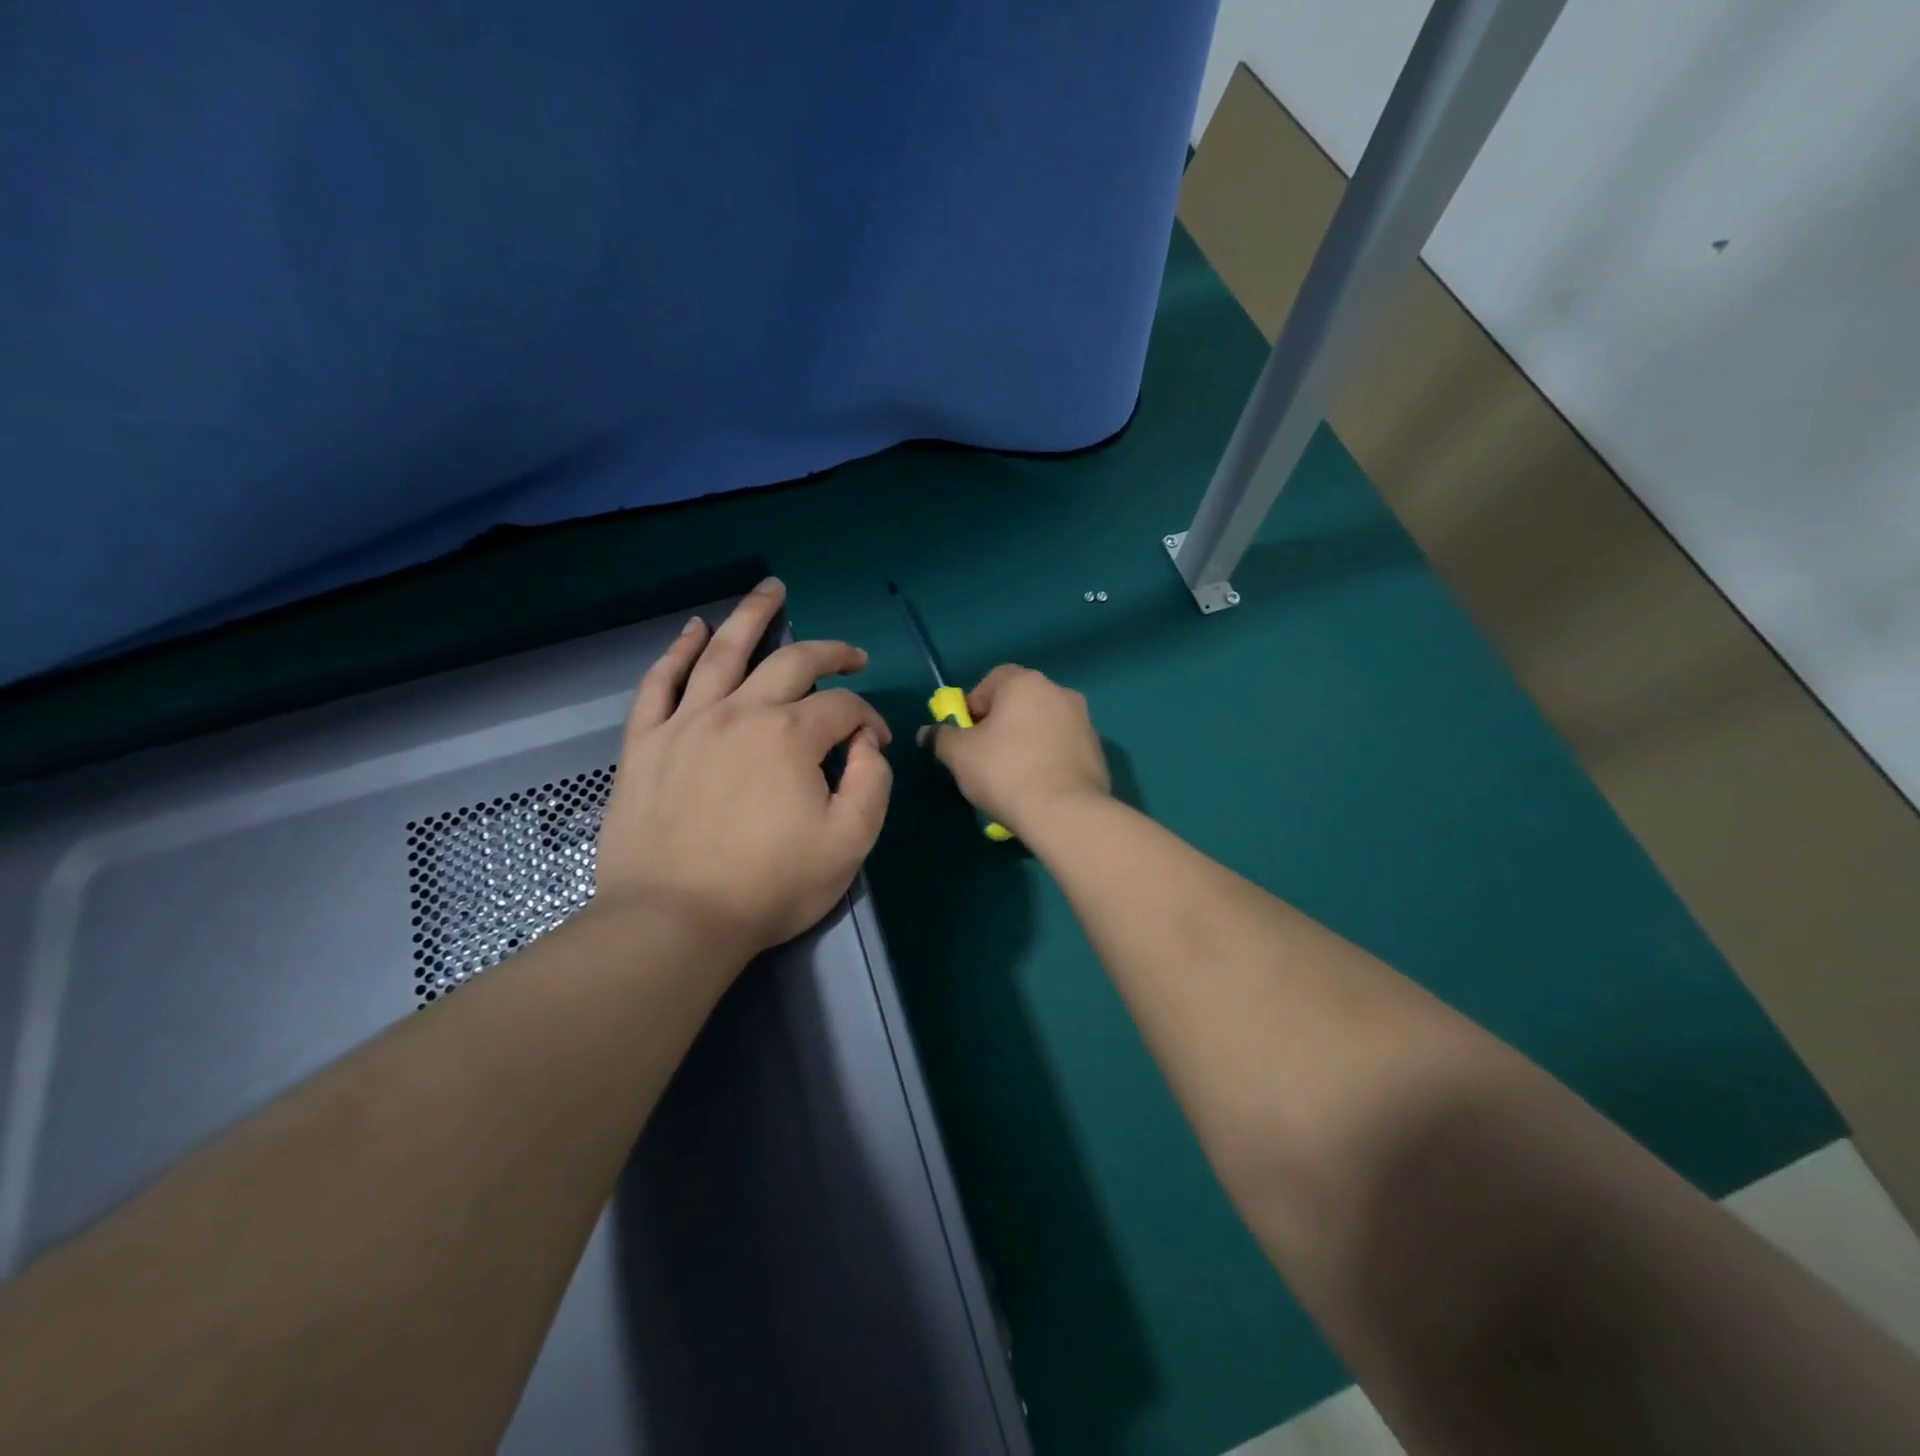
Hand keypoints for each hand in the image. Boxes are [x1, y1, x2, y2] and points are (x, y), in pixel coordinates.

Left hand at [594, 579, 893, 957]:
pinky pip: (659, 683)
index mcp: (790, 736)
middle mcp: (739, 712)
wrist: (674, 921)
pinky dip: (676, 652)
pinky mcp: (646, 743)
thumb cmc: (770, 887)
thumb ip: (872, 783)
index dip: (868, 720)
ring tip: (771, 590)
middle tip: (851, 654)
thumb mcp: (850, 842)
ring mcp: (686, 723)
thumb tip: (866, 744)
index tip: (873, 746)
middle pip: (791, 661)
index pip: (843, 708)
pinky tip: (692, 630)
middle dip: (829, 651)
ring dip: (751, 616)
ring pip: (722, 652)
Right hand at [919, 664, 1109, 836]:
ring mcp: (1084, 721)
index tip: (967, 734)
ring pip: (1043, 725)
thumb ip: (941, 738)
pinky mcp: (1097, 750)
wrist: (1065, 812)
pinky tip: (1038, 787)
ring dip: (1026, 741)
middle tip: (985, 756)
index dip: (975, 704)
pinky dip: (1048, 759)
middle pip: (1020, 702)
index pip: (993, 680)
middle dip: (1001, 724)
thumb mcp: (959, 755)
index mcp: (1025, 683)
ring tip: (1012, 776)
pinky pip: (1062, 747)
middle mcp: (1059, 692)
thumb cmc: (1005, 771)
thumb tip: (927, 733)